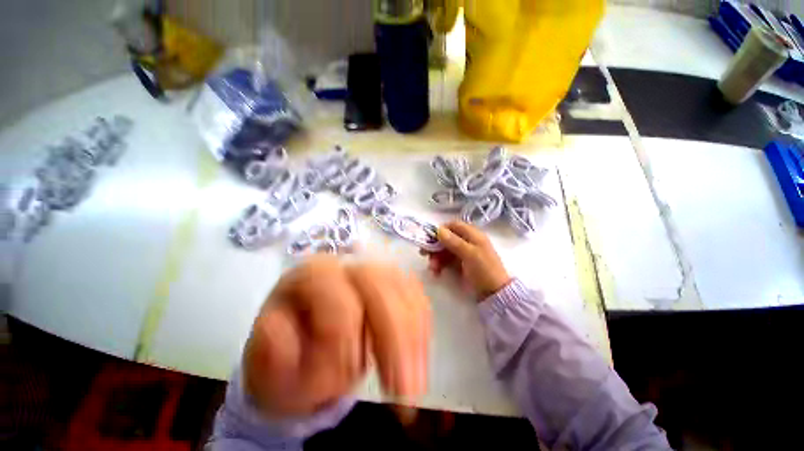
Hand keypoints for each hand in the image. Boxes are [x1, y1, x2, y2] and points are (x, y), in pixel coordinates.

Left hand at [243, 256, 430, 416]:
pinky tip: (419, 360)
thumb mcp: (266, 363)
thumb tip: (289, 341)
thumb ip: (272, 354)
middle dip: (394, 336)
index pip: (337, 296)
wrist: (306, 347)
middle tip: (404, 392)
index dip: (344, 337)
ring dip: (414, 339)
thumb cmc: (286, 353)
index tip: (347, 381)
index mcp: (312, 273)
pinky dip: (422, 331)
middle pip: (381, 284)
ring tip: (414, 385)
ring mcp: (377, 270)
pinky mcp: (397, 284)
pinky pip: (418, 300)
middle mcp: (348, 263)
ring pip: (406, 291)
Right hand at [422, 221, 510, 300]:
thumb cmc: (484, 270)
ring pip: (444, 250)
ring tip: (432, 268)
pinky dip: (440, 265)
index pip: (454, 226)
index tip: (430, 237)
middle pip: (446, 239)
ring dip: (436, 257)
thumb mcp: (470, 254)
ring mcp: (463, 254)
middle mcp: (467, 242)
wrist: (495, 294)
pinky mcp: (460, 265)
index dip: (441, 229)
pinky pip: (446, 261)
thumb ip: (454, 242)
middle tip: (424, 254)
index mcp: (473, 235)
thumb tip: (438, 230)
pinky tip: (436, 272)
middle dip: (435, 246)